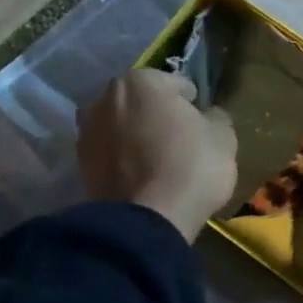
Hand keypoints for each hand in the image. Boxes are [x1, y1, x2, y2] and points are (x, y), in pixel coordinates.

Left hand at [77, 68, 237, 242]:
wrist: (145, 221)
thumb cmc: (189, 166)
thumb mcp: (223, 137)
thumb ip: (214, 117)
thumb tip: (206, 117)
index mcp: (140, 81)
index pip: (175, 84)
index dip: (192, 102)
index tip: (201, 122)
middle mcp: (105, 97)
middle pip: (142, 103)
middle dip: (158, 116)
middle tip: (179, 140)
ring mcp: (86, 132)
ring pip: (122, 128)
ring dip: (136, 138)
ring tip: (159, 162)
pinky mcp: (79, 166)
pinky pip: (111, 155)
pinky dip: (123, 161)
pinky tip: (142, 178)